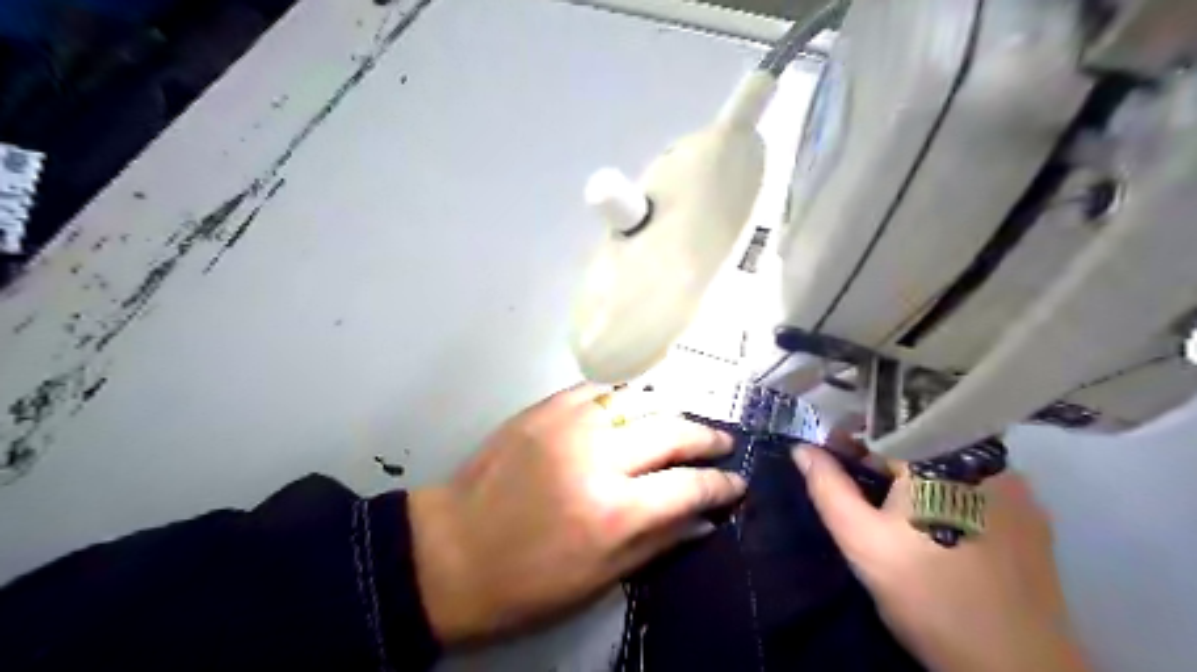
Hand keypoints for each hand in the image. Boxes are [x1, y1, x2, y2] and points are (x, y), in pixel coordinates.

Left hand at [414, 387, 745, 642]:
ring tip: (682, 424)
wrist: (451, 550)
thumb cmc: (527, 582)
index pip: (689, 486)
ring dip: (669, 412)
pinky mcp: (545, 408)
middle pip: (672, 430)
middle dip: (707, 436)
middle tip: (722, 443)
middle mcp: (599, 457)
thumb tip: (703, 519)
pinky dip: (625, 399)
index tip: (737, 483)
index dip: (721, 485)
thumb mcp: (600, 579)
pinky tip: (634, 409)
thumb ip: (659, 542)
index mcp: (615, 511)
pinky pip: (600, 391)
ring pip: (640, 401)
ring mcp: (569, 424)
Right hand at [792, 447, 1090, 670]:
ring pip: (948, 465)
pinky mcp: (1033, 518)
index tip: (830, 457)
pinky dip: (948, 494)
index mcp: (941, 456)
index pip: (885, 426)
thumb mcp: (861, 540)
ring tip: (893, 513)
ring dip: (915, 477)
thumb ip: (828, 488)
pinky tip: (935, 528)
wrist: (1014, 667)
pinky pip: (976, 488)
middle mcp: (985, 460)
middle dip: (881, 460)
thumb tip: (802, 449)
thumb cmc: (927, 594)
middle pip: (919, 443)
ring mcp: (1017, 488)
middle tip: (857, 491)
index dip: (851, 437)